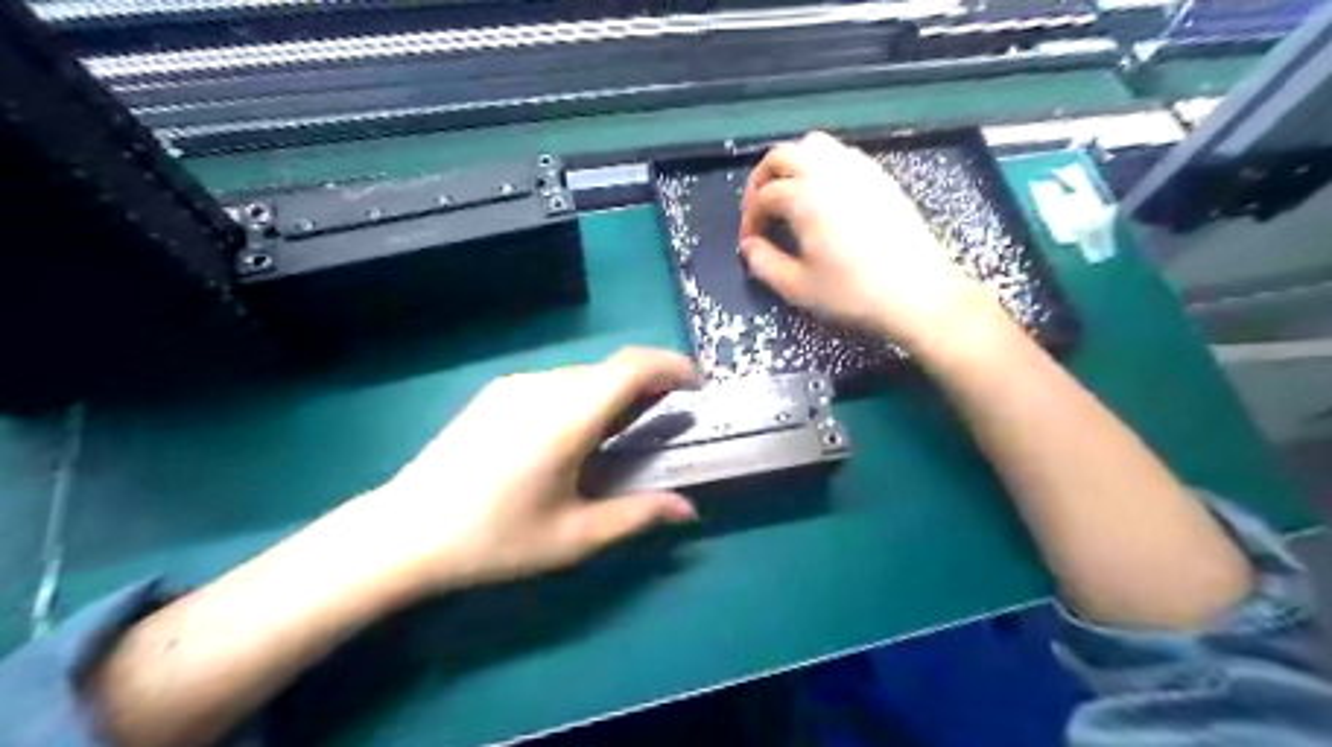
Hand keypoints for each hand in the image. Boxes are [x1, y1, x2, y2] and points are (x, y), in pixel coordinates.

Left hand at [349, 348, 699, 596]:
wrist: (403, 532)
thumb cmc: (494, 539)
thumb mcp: (574, 537)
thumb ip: (637, 515)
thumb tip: (688, 510)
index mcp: (567, 416)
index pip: (632, 366)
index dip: (672, 366)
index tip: (696, 387)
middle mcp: (543, 387)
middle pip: (611, 368)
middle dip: (648, 383)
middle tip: (664, 421)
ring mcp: (515, 385)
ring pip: (584, 374)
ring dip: (614, 391)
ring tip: (620, 433)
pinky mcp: (496, 393)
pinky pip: (556, 382)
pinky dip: (584, 395)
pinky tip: (573, 435)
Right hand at [740, 130, 998, 353]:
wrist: (917, 294)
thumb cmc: (853, 293)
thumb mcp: (798, 287)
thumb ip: (764, 263)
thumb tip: (749, 246)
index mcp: (805, 197)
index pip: (763, 196)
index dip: (750, 219)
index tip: (750, 243)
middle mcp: (829, 172)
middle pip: (782, 156)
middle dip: (762, 180)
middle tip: (759, 210)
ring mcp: (858, 169)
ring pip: (813, 146)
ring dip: (791, 165)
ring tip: (788, 196)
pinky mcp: (880, 176)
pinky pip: (841, 154)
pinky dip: (821, 165)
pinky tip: (823, 195)